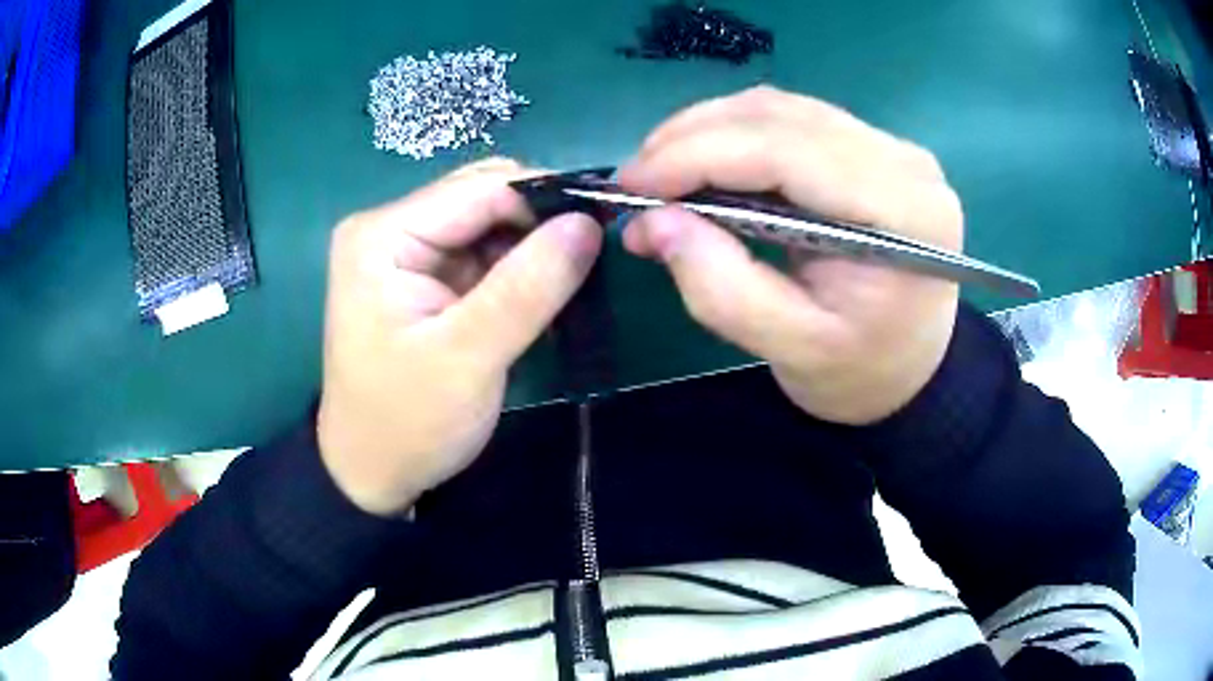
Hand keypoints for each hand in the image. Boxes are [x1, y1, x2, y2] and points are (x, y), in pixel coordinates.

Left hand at [317, 159, 602, 515]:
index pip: (480, 189)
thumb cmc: (408, 422)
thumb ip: (528, 287)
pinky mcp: (422, 279)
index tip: (602, 228)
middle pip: (483, 199)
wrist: (371, 474)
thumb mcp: (468, 357)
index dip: (545, 200)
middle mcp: (390, 229)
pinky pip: (482, 256)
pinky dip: (518, 271)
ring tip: (572, 283)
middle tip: (591, 261)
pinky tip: (541, 298)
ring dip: (532, 250)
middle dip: (539, 225)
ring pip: (488, 226)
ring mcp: (405, 253)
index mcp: (384, 235)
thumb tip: (588, 223)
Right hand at [619, 86, 960, 424]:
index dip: (698, 154)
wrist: (914, 369)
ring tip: (663, 174)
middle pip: (780, 116)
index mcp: (901, 212)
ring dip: (709, 131)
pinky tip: (707, 166)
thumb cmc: (862, 372)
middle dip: (693, 138)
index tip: (632, 183)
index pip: (786, 151)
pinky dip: (737, 136)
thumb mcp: (791, 349)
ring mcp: (892, 149)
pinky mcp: (874, 150)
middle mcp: (903, 162)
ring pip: (781, 109)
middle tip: (637, 181)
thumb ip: (721, 288)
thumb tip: (652, 222)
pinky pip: (793, 121)